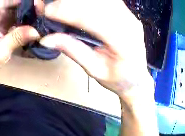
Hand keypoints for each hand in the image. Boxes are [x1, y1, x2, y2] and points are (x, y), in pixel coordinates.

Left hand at [0, 0, 40, 76]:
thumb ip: (16, 39)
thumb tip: (36, 31)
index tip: (31, 3)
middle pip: (6, 1)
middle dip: (23, 3)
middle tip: (39, 10)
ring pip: (9, 6)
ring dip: (23, 9)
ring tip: (38, 15)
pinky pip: (9, 14)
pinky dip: (20, 16)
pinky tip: (31, 22)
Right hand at [38, 0, 153, 103]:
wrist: (137, 78)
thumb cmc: (118, 78)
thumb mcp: (95, 70)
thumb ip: (73, 50)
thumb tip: (47, 39)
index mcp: (124, 43)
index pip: (92, 19)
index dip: (67, 13)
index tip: (46, 12)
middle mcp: (129, 25)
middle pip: (96, 5)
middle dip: (69, 3)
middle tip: (50, 8)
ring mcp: (130, 17)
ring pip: (101, 0)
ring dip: (77, 1)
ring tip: (60, 5)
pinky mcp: (127, 13)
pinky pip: (107, 1)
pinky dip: (88, 2)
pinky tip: (77, 4)